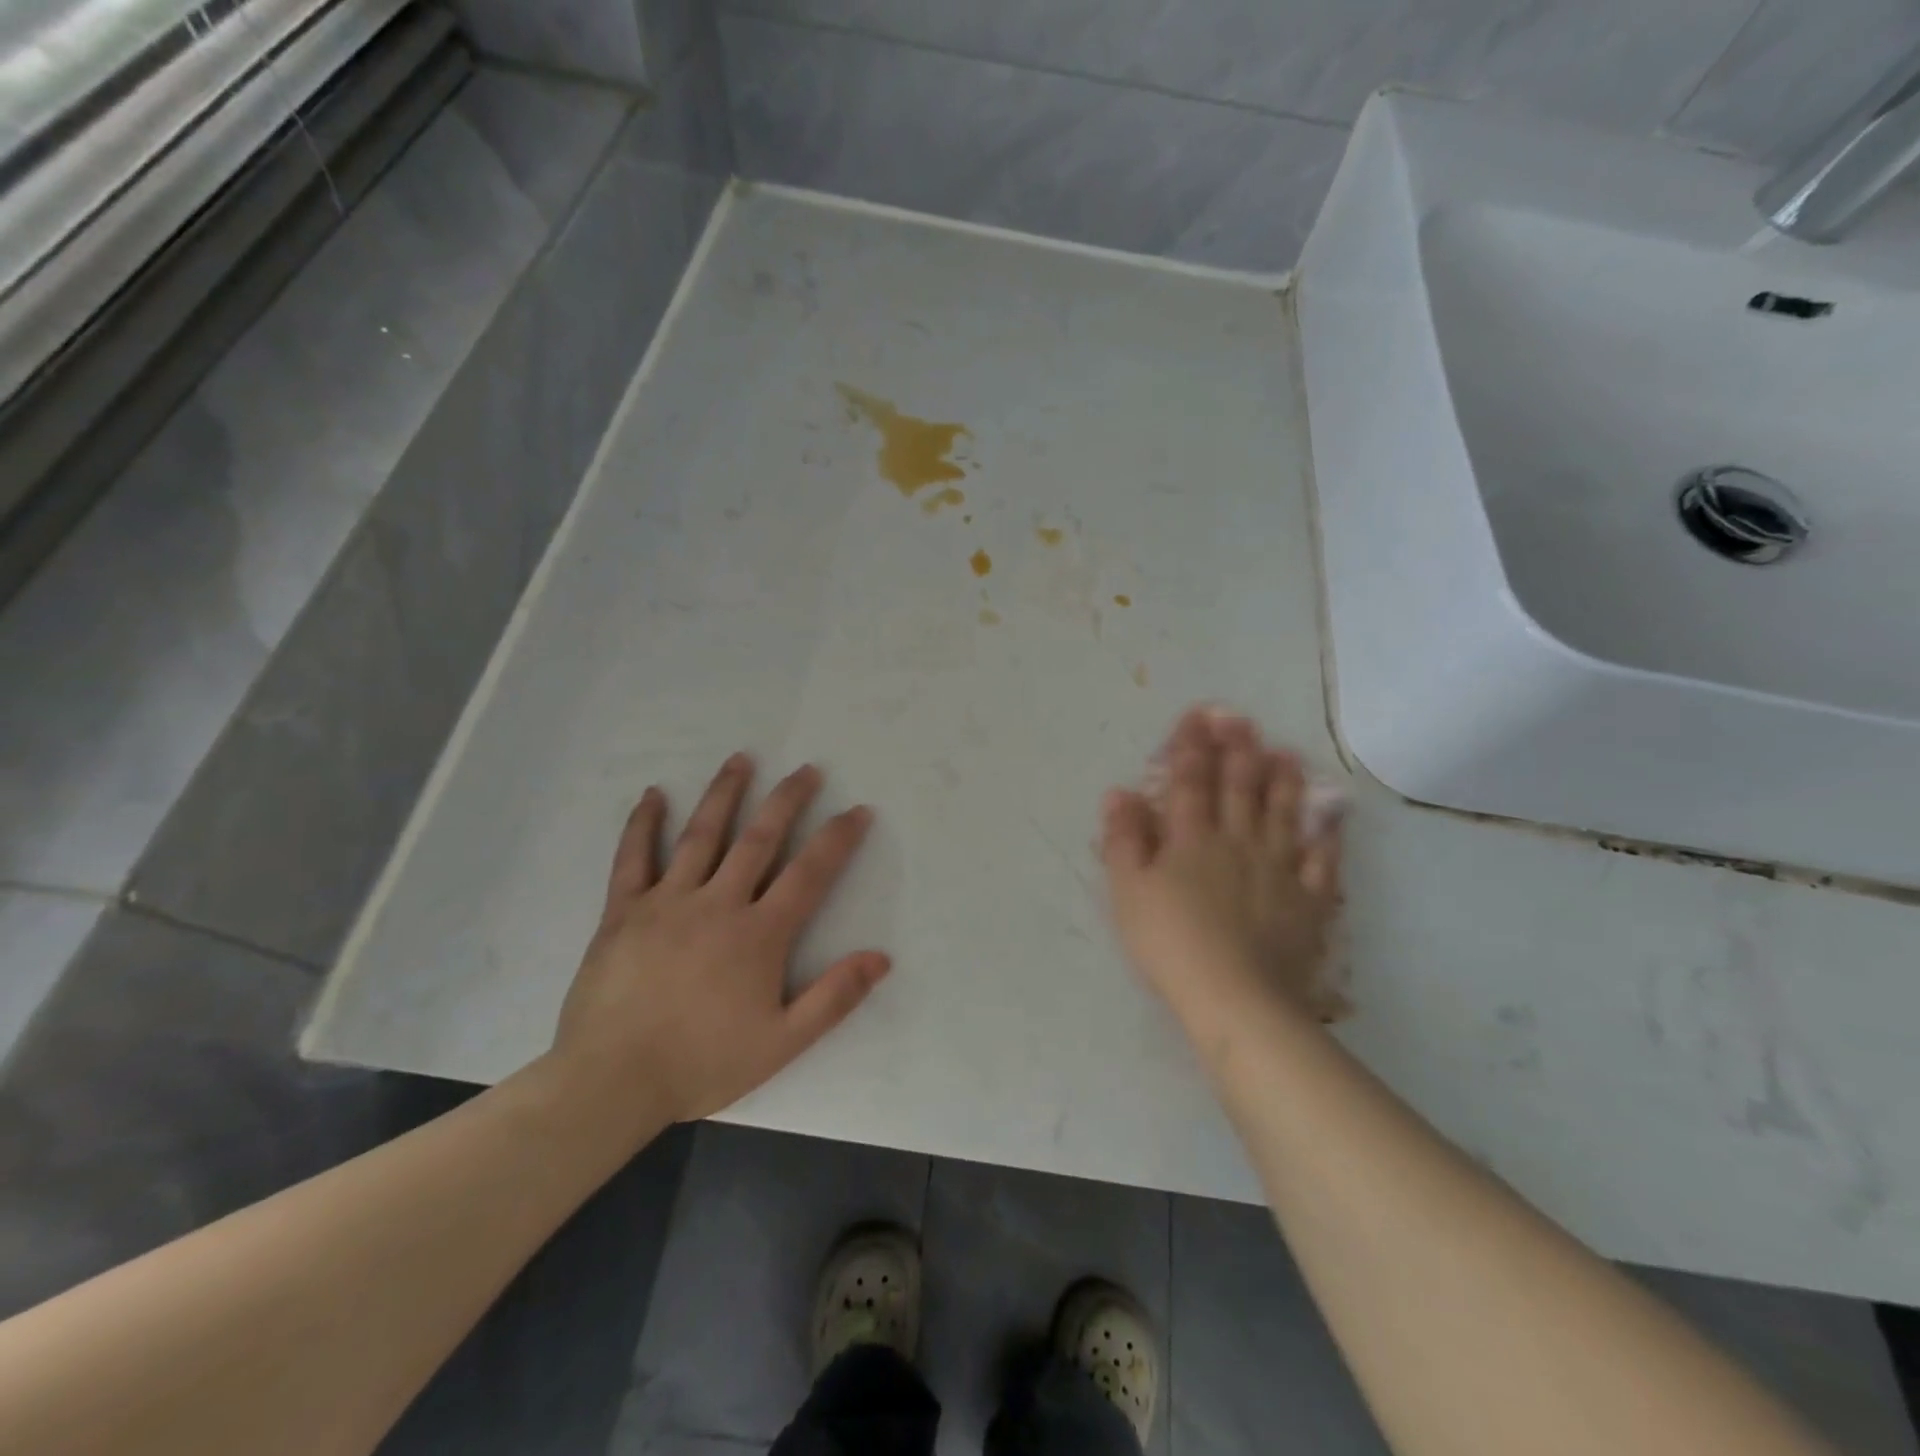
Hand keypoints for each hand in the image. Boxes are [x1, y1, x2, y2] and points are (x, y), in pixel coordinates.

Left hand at [551, 753, 890, 1124]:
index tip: (858, 810)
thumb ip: (834, 997)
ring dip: (724, 794)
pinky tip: (653, 795)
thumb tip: (882, 957)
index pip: (809, 873)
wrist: (612, 1083)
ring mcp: (667, 901)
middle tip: (807, 769)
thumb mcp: (782, 1042)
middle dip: (787, 800)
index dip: (838, 838)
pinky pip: (634, 858)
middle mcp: (717, 903)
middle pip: (759, 838)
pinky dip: (644, 824)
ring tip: (742, 759)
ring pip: (702, 835)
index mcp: (759, 934)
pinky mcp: (623, 911)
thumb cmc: (702, 1063)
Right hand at [1100, 709, 1342, 1052]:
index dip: (1191, 746)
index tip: (1196, 716)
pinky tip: (1330, 821)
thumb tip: (1120, 792)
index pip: (1189, 781)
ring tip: (1286, 754)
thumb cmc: (1171, 943)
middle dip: (1238, 750)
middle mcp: (1237, 843)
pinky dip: (1327, 839)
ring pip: (1283, 815)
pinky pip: (1321, 863)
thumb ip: (1124, 839)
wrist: (1235, 998)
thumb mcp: (1129, 892)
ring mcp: (1279, 870)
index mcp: (1191, 839)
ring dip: (1283, 782)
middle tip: (1242, 719)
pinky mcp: (1308, 903)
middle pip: (1239, 788)